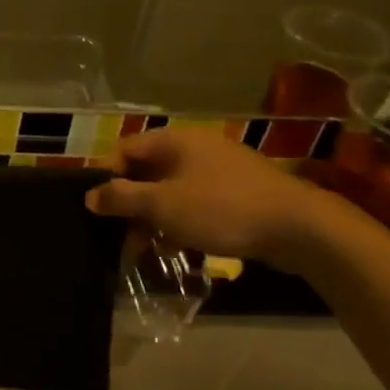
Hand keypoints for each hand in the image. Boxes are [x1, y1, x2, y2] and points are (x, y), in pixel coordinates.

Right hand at [85, 128, 334, 270]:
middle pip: (147, 172)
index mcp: (174, 140)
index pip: (124, 150)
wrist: (299, 228)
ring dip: (155, 218)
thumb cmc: (221, 209)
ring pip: (171, 190)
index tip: (97, 209)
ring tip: (149, 249)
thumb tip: (90, 196)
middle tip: (121, 236)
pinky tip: (179, 247)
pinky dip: (181, 221)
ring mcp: (219, 169)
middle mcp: (195, 147)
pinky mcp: (238, 192)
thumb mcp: (161, 205)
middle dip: (131, 205)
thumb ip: (120, 198)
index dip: (106, 178)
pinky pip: (196, 202)